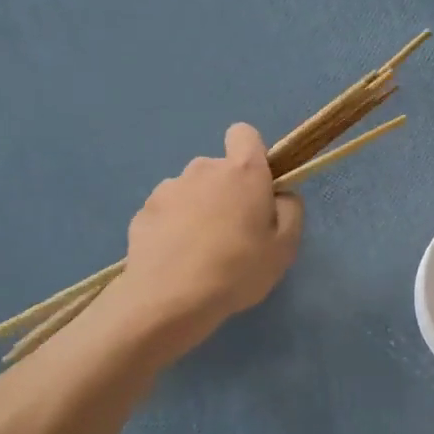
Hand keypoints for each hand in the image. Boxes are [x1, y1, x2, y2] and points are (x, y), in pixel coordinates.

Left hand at [104, 124, 303, 353]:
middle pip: (219, 169)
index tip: (257, 187)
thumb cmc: (238, 269)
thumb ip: (291, 210)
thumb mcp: (285, 246)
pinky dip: (174, 228)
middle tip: (235, 233)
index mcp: (242, 171)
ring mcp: (168, 188)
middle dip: (227, 191)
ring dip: (199, 210)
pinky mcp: (143, 212)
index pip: (244, 134)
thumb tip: (281, 194)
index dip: (252, 155)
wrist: (170, 299)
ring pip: (192, 191)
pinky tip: (178, 259)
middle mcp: (202, 169)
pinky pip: (167, 212)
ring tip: (202, 251)